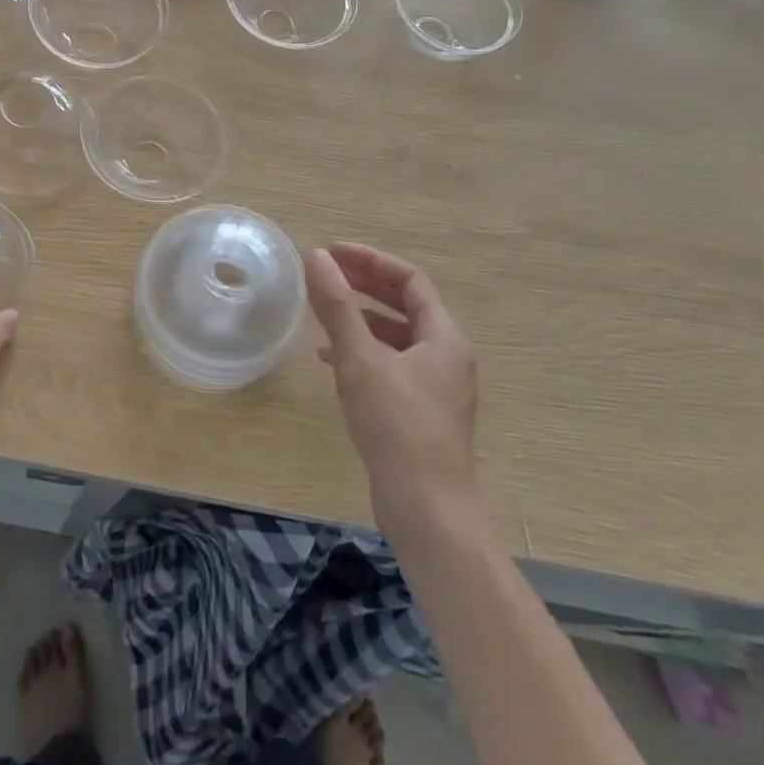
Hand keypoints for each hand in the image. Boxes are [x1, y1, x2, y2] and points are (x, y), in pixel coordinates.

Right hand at [305, 242, 479, 535]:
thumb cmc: (397, 426)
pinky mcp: (420, 413)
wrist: (427, 510)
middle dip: (365, 285)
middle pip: (405, 305)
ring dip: (361, 318)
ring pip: (396, 337)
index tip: (332, 253)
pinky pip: (391, 365)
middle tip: (326, 274)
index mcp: (443, 338)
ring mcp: (435, 387)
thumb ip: (337, 306)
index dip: (370, 261)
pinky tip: (332, 361)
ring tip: (323, 314)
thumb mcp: (360, 359)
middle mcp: (445, 357)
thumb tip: (318, 257)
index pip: (410, 280)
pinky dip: (363, 352)